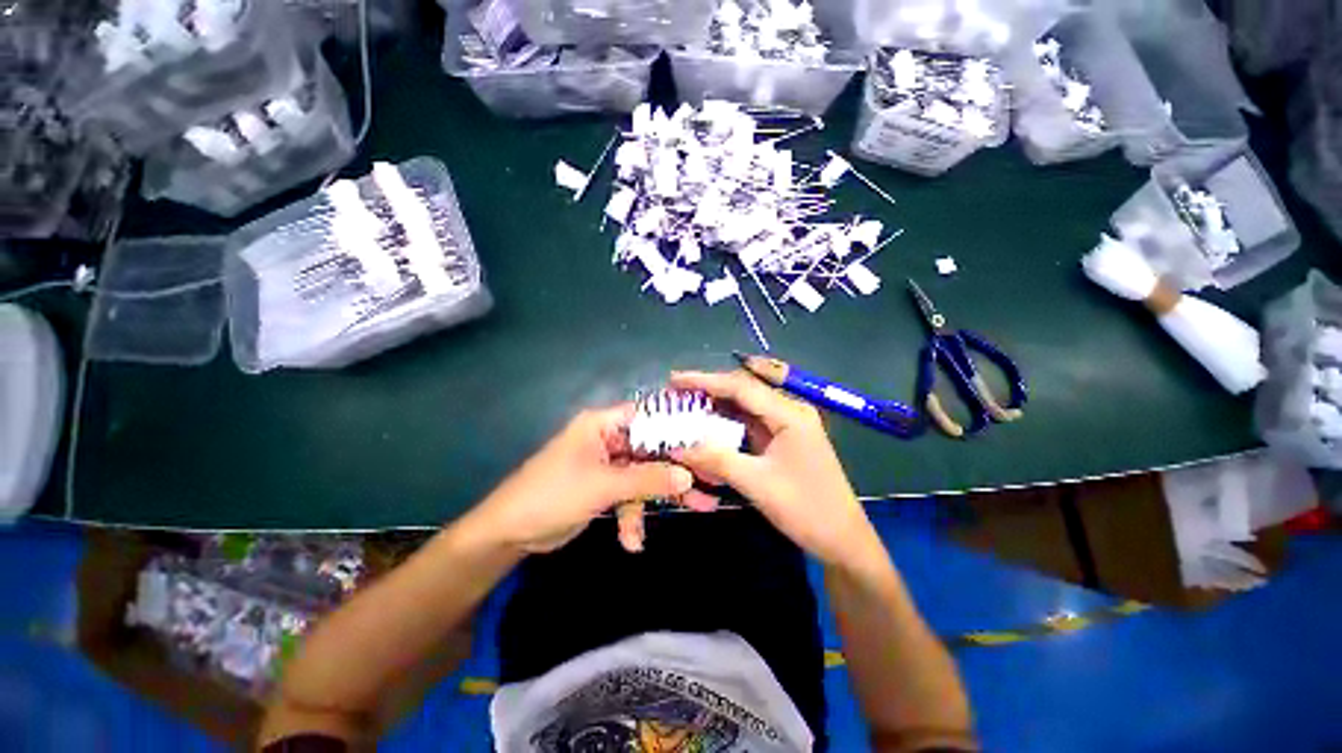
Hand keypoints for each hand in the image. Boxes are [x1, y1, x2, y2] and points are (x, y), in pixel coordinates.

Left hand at [470, 405, 693, 553]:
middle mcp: (608, 439)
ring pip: (645, 475)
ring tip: (699, 509)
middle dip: (677, 470)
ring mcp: (607, 464)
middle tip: (711, 482)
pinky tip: (632, 541)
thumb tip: (688, 476)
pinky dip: (633, 516)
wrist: (510, 533)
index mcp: (603, 424)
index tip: (707, 442)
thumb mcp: (603, 486)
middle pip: (652, 449)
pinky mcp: (605, 487)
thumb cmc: (552, 496)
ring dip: (659, 498)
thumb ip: (647, 480)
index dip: (678, 427)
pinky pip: (630, 495)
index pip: (649, 416)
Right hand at [669, 370, 881, 567]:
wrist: (843, 540)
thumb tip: (676, 448)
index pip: (741, 386)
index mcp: (789, 413)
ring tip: (686, 406)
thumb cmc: (806, 509)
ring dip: (716, 406)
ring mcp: (787, 425)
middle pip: (743, 391)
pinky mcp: (782, 440)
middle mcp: (789, 411)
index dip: (705, 380)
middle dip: (709, 390)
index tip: (674, 379)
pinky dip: (727, 424)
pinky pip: (749, 424)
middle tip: (676, 393)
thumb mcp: (757, 483)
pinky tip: (707, 427)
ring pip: (745, 407)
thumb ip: (715, 460)